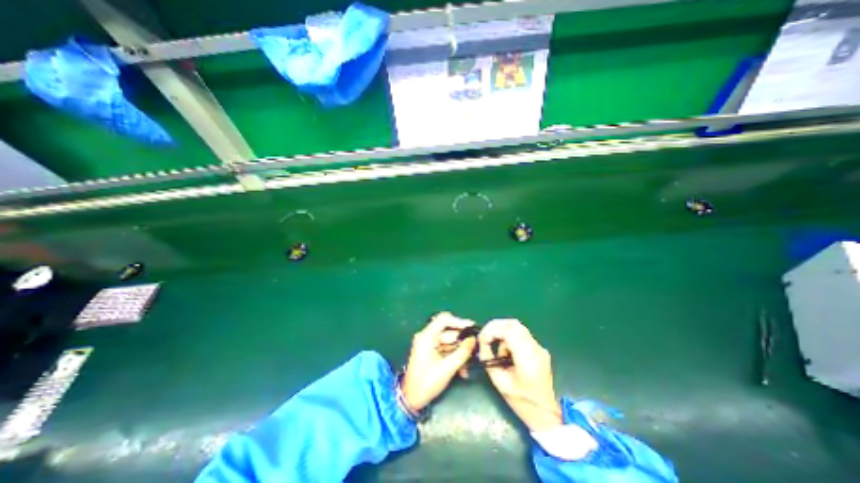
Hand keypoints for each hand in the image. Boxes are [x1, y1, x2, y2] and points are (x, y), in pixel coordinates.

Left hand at [401, 312, 476, 410]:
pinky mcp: (430, 351)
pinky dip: (453, 357)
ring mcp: (428, 343)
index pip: (444, 319)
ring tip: (466, 368)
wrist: (411, 399)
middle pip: (448, 332)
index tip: (471, 327)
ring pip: (449, 342)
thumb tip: (473, 339)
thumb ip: (462, 352)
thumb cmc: (426, 383)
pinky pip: (446, 349)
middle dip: (461, 343)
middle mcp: (426, 336)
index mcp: (426, 336)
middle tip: (473, 352)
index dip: (459, 321)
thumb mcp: (448, 368)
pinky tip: (461, 370)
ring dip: (459, 353)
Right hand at [477, 318, 565, 430]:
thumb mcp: (499, 381)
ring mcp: (539, 348)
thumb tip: (482, 342)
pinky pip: (522, 335)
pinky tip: (507, 351)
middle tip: (485, 336)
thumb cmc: (520, 402)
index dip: (492, 330)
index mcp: (527, 360)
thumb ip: (488, 358)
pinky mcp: (539, 349)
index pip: (509, 332)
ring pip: (518, 327)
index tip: (482, 338)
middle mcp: (536, 350)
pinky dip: (510, 337)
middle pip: (514, 325)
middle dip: (496, 327)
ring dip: (503, 332)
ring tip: (497, 347)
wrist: (545, 413)